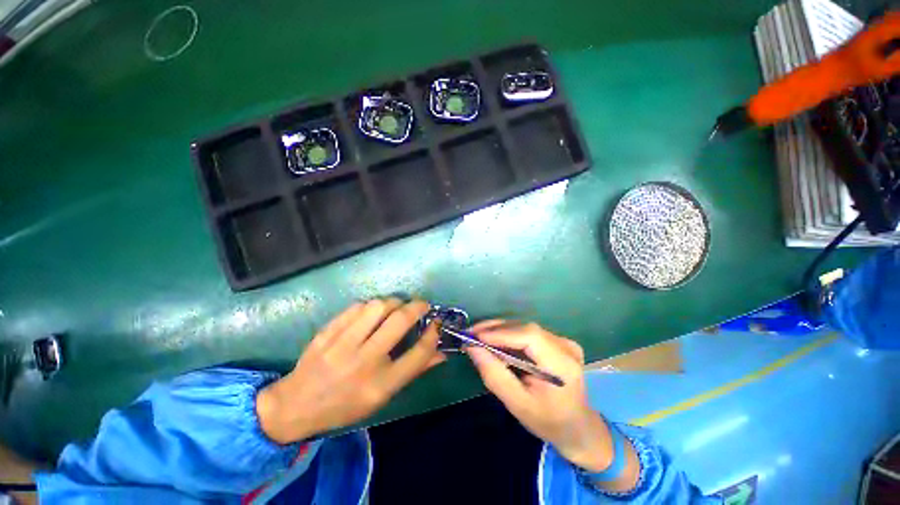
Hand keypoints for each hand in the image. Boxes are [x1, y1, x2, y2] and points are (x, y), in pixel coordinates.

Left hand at [256, 299, 444, 443]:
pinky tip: (371, 312)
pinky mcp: (327, 332)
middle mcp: (364, 362)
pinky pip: (356, 307)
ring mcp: (342, 344)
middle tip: (421, 305)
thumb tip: (441, 353)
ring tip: (396, 307)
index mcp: (381, 385)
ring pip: (377, 307)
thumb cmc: (346, 405)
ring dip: (393, 302)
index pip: (418, 353)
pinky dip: (370, 305)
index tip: (436, 323)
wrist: (296, 406)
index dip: (433, 334)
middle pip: (400, 321)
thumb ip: (414, 371)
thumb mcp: (383, 397)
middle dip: (417, 307)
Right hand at [465, 321, 613, 471]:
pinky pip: (529, 332)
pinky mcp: (558, 341)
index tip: (475, 336)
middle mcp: (566, 347)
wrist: (577, 427)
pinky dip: (509, 334)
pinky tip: (495, 340)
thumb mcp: (517, 403)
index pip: (530, 337)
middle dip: (496, 329)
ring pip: (525, 328)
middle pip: (525, 328)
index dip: (501, 333)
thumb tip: (472, 348)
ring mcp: (564, 342)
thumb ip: (494, 374)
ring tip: (478, 335)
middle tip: (471, 333)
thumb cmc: (547, 421)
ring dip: (500, 330)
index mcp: (562, 366)